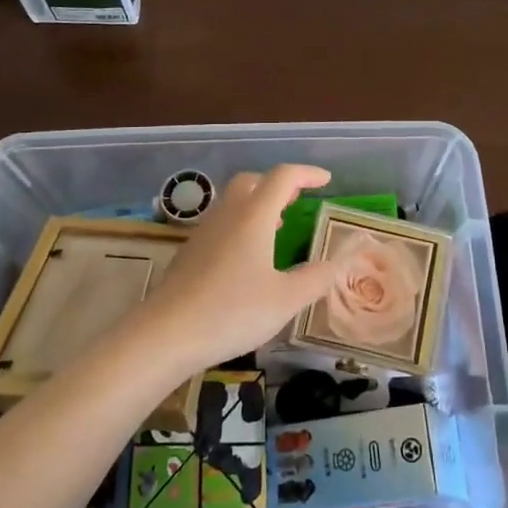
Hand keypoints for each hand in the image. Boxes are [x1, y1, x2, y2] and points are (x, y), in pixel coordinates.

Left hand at [125, 166, 345, 379]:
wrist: (166, 333)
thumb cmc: (232, 312)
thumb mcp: (285, 299)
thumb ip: (316, 278)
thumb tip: (341, 261)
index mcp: (254, 216)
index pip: (283, 177)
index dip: (306, 174)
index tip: (326, 180)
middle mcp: (227, 215)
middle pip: (252, 181)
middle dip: (277, 184)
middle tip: (297, 200)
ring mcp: (204, 232)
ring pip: (233, 201)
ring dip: (258, 203)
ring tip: (277, 226)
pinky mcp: (190, 252)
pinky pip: (221, 223)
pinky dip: (241, 224)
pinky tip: (247, 256)